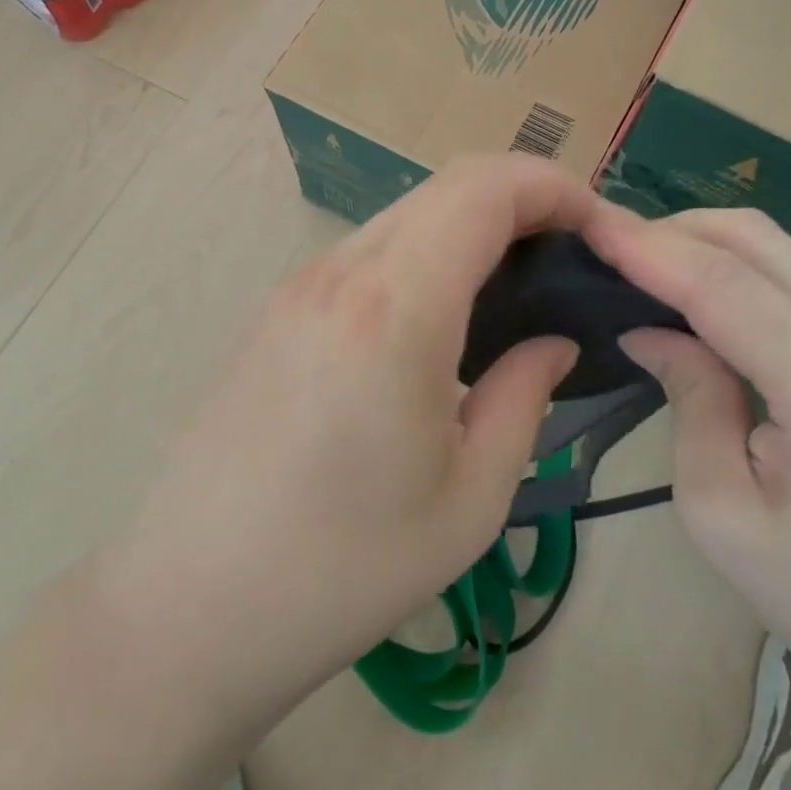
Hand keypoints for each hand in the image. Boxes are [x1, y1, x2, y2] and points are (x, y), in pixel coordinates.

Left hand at [113, 156, 585, 712]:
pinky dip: (423, 250)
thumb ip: (524, 397)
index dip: (550, 185)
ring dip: (468, 224)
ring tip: (512, 284)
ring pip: (405, 213)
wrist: (194, 604)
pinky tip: (440, 312)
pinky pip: (367, 248)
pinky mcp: (276, 307)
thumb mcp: (470, 499)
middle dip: (519, 199)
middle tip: (566, 256)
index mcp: (395, 310)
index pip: (483, 190)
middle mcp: (340, 273)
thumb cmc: (346, 568)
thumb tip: (552, 341)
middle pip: (446, 186)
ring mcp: (298, 285)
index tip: (596, 225)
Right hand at [584, 202, 790, 703]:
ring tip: (637, 265)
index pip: (722, 285)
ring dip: (701, 241)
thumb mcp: (726, 516)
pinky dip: (732, 267)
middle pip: (755, 240)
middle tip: (605, 249)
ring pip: (776, 248)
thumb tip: (649, 330)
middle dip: (671, 229)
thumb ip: (690, 402)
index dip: (648, 247)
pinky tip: (692, 293)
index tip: (587, 223)